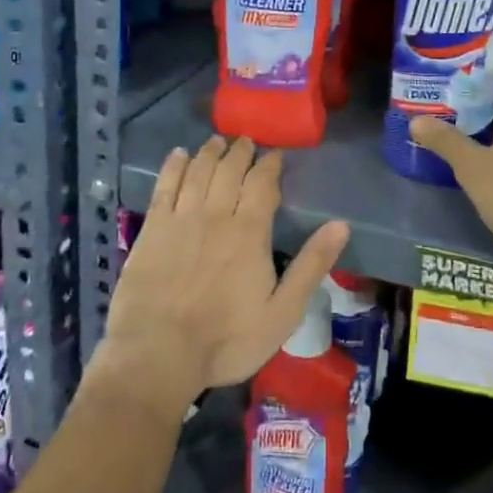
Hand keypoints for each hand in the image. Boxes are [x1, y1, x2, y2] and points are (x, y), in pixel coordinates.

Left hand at [92, 137, 348, 421]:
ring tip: (217, 140)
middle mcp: (216, 214)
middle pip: (229, 170)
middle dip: (240, 152)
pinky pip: (164, 186)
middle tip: (245, 141)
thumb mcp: (282, 312)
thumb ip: (311, 266)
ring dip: (210, 152)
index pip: (262, 184)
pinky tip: (178, 155)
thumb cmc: (226, 339)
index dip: (269, 165)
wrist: (159, 352)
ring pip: (199, 172)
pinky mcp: (152, 228)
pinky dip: (173, 166)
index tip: (275, 155)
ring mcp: (181, 218)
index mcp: (249, 232)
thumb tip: (340, 225)